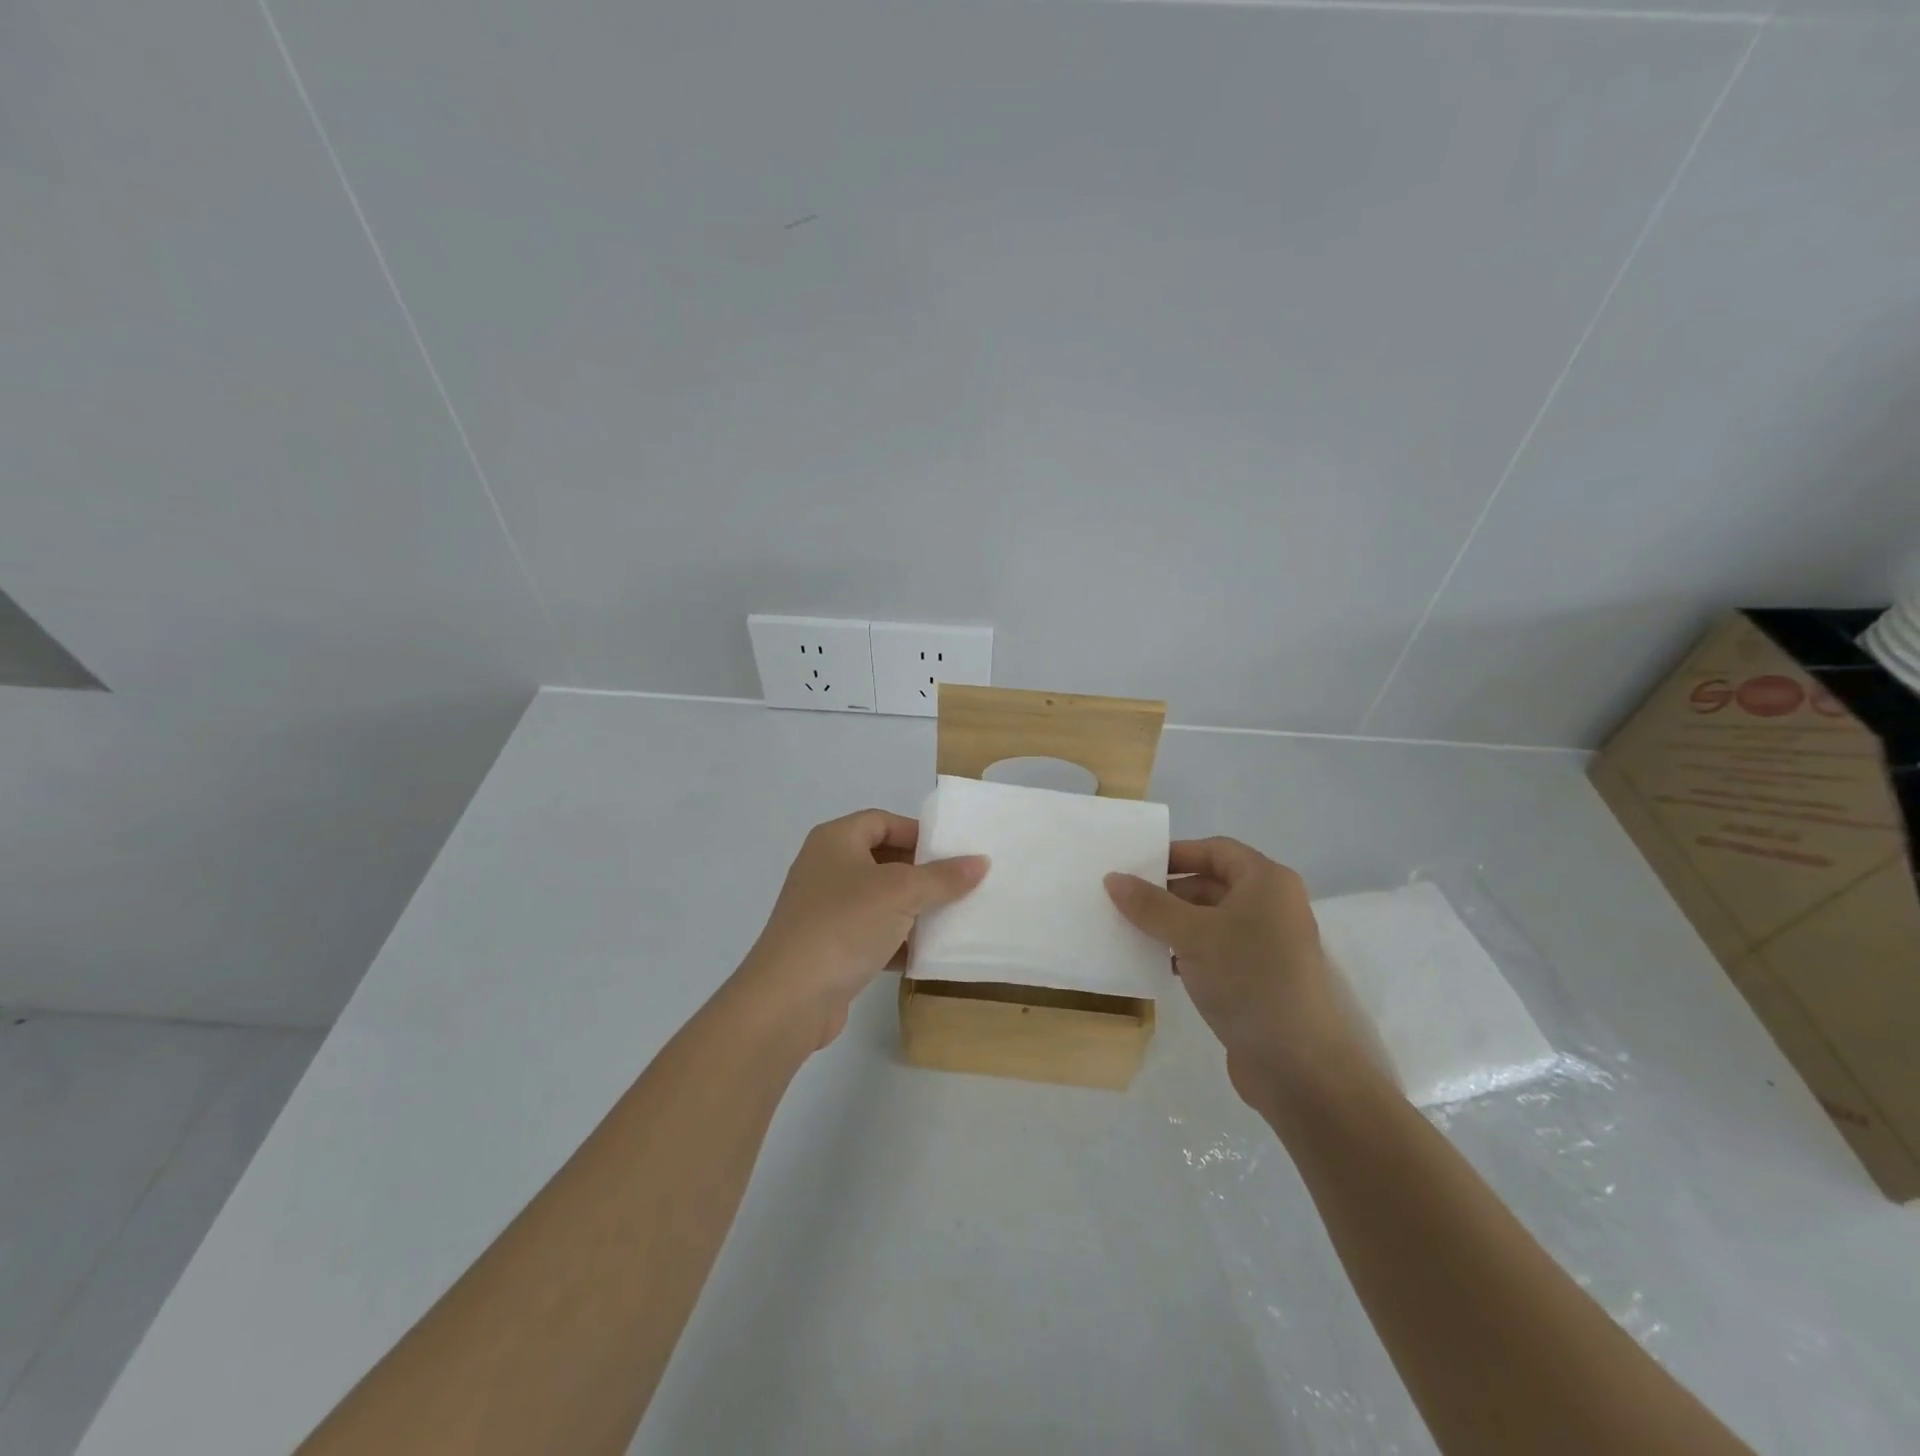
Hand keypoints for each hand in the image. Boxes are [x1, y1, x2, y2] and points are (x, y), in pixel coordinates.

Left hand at [733, 809, 988, 1047]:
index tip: (952, 852)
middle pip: (881, 859)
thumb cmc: (844, 925)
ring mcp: (824, 911)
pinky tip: (927, 953)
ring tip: (951, 917)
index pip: (882, 821)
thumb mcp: (901, 893)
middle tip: (959, 884)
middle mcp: (825, 869)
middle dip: (920, 872)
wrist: (789, 999)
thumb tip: (980, 862)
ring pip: (878, 900)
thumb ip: (943, 876)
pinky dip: (897, 941)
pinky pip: (871, 935)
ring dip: (912, 909)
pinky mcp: (829, 949)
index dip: (917, 831)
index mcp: (835, 841)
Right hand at [1106, 839, 1376, 1106]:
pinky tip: (1156, 963)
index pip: (1215, 850)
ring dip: (1172, 924)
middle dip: (1168, 892)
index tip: (1133, 866)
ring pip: (1210, 921)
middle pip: (1211, 884)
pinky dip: (1186, 952)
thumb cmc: (1250, 980)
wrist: (1301, 1067)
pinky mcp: (1258, 980)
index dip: (1174, 854)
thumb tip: (1112, 878)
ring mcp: (1267, 945)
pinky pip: (1215, 952)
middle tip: (1122, 901)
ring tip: (1130, 931)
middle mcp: (1271, 906)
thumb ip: (1150, 905)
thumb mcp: (1192, 935)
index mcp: (1267, 882)